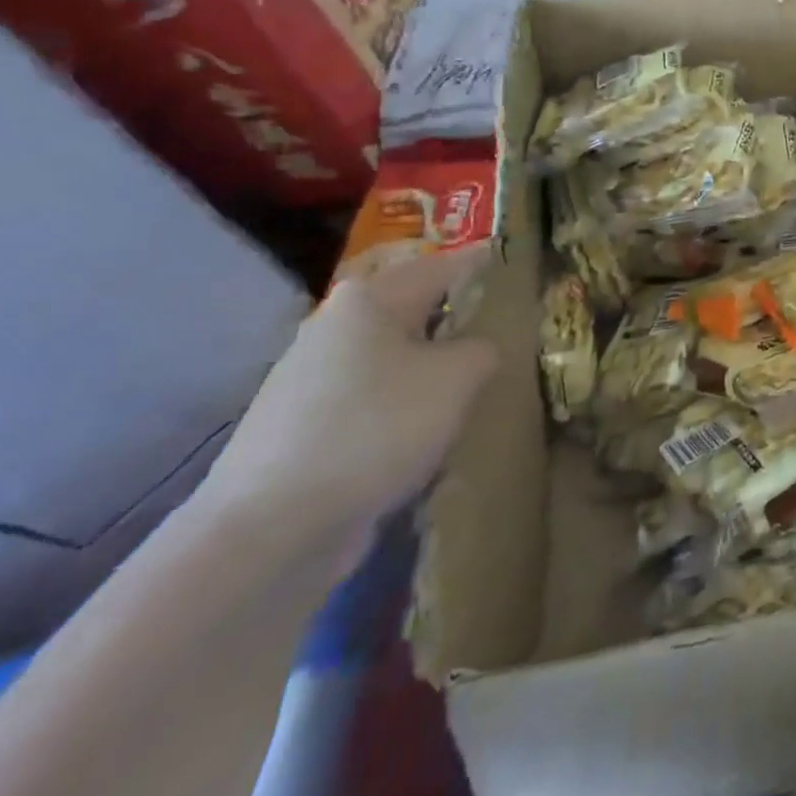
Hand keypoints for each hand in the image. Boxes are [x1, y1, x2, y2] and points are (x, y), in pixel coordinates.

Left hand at [199, 247, 497, 561]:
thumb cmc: (376, 428)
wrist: (270, 530)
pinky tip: (432, 431)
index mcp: (370, 298)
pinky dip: (407, 404)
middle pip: (416, 309)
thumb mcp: (458, 377)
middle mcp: (335, 325)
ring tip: (481, 382)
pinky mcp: (304, 427)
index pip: (446, 265)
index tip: (526, 269)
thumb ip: (485, 348)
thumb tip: (480, 349)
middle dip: (461, 317)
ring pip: (395, 356)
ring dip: (435, 365)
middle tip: (513, 329)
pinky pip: (374, 399)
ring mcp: (312, 378)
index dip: (489, 265)